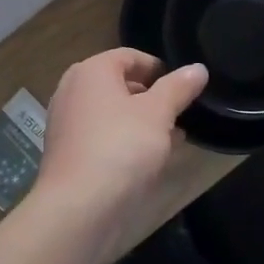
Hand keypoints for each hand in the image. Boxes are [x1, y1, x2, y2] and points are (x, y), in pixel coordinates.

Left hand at [29, 49, 208, 263]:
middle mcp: (72, 90)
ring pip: (111, 113)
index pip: (129, 56)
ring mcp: (66, 123)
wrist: (78, 207)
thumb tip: (197, 68)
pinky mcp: (67, 153)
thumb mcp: (158, 113)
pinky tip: (148, 161)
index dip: (159, 68)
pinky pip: (102, 137)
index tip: (184, 88)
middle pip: (118, 84)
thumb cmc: (121, 147)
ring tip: (172, 139)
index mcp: (91, 71)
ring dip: (140, 122)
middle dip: (151, 97)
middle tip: (180, 114)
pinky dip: (124, 142)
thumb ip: (178, 88)